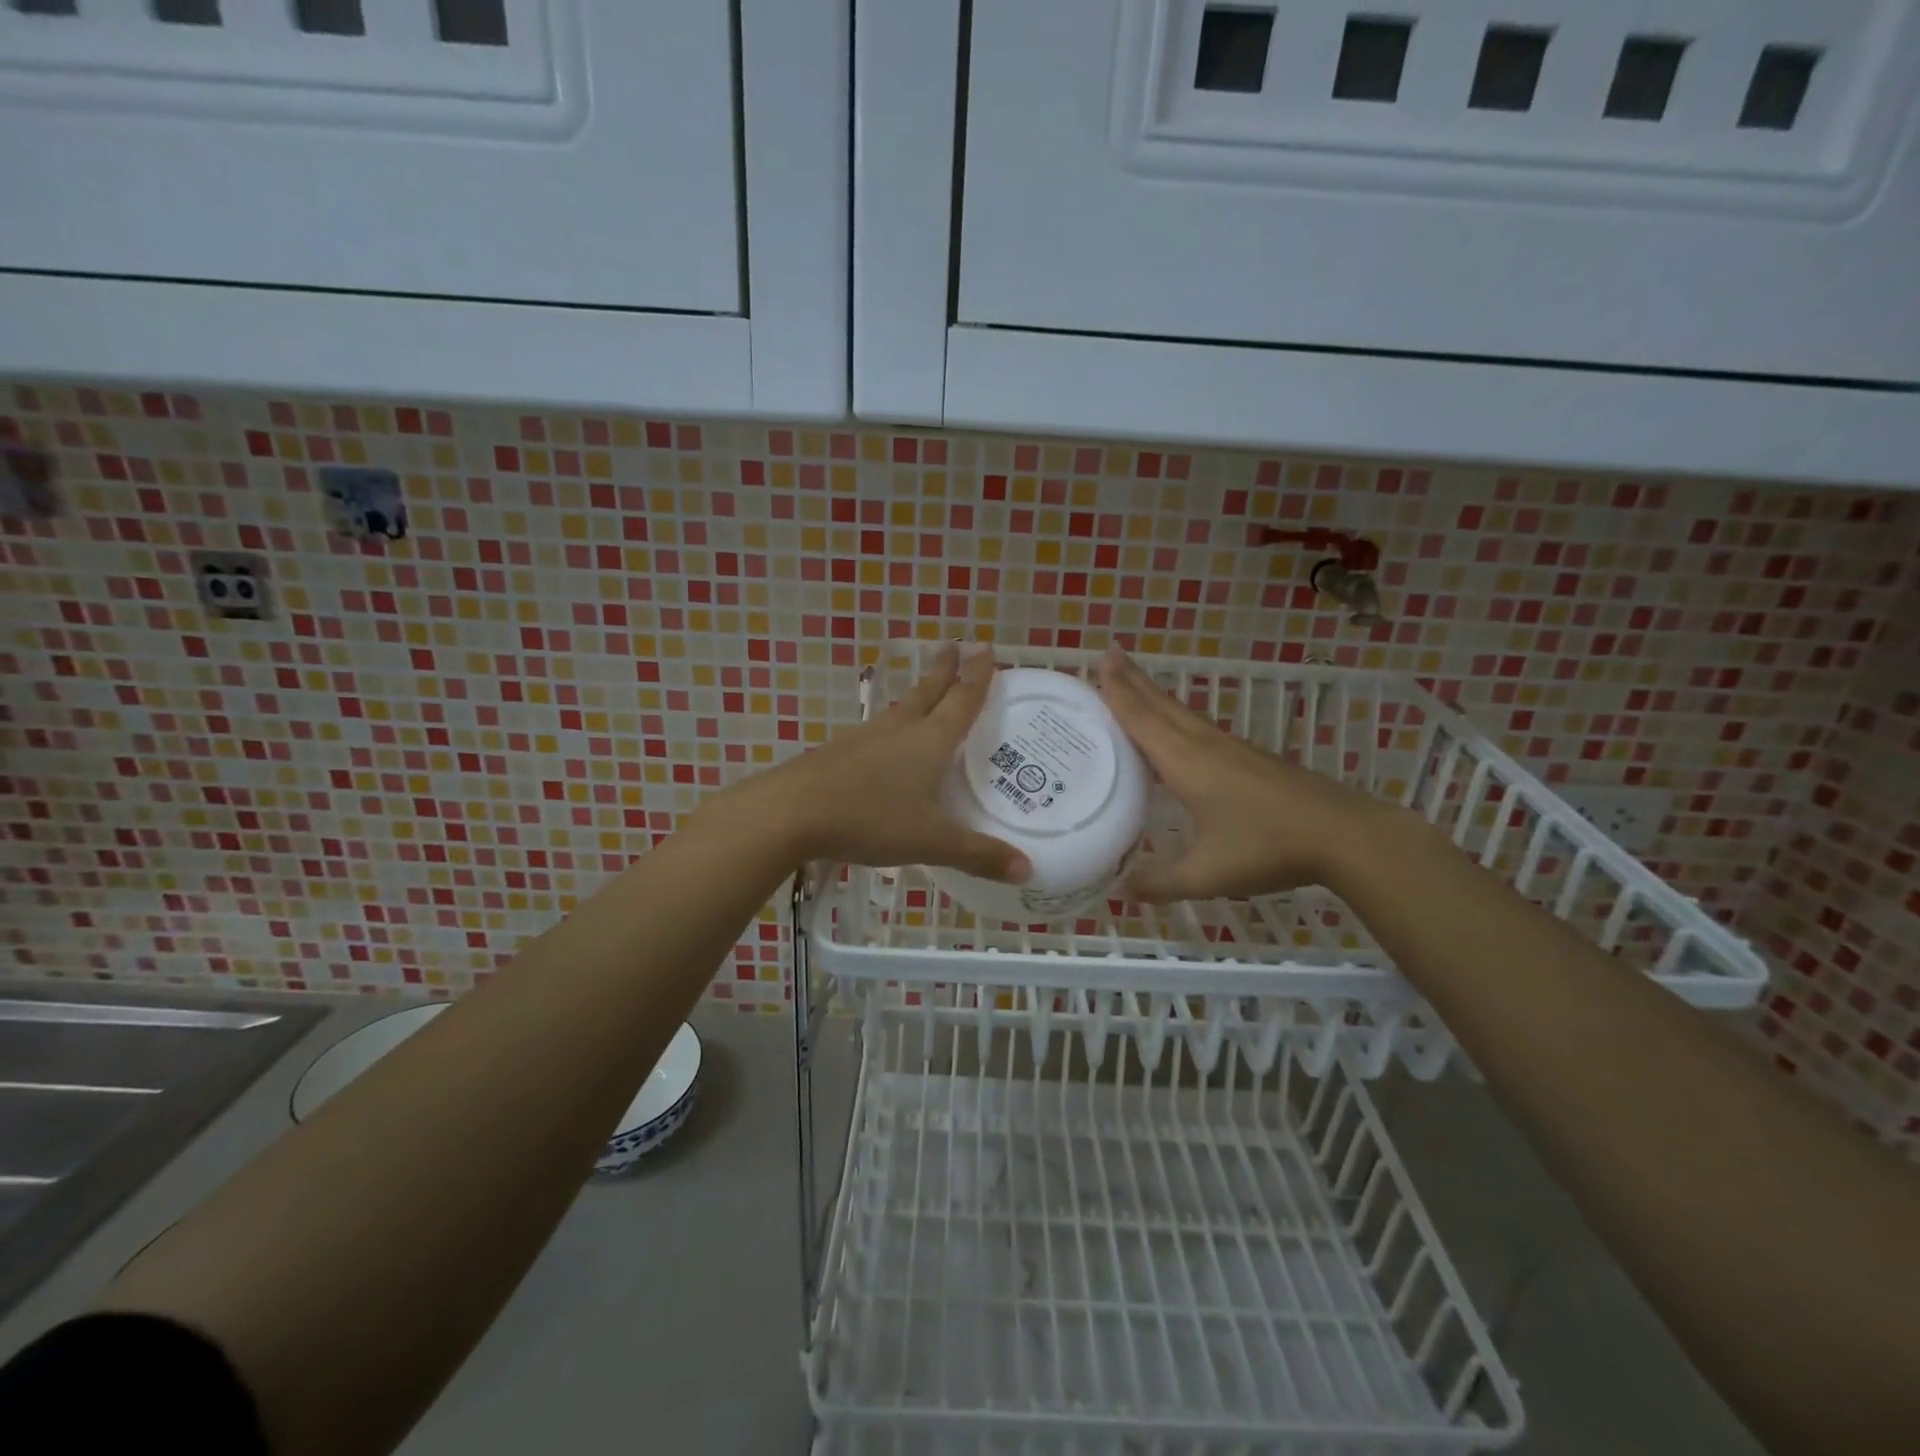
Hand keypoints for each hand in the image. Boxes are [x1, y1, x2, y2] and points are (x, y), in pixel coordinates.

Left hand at [720, 643, 1030, 881]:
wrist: (791, 813)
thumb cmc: (870, 818)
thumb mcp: (931, 840)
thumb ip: (978, 854)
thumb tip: (1028, 871)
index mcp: (929, 741)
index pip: (961, 700)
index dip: (977, 675)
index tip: (985, 647)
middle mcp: (899, 730)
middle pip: (927, 693)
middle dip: (944, 670)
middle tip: (954, 646)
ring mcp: (865, 739)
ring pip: (899, 710)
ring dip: (917, 695)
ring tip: (926, 691)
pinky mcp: (839, 753)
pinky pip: (876, 732)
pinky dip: (891, 727)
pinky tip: (885, 742)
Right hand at [1093, 648, 1389, 900]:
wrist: (1343, 834)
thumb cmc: (1268, 846)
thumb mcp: (1207, 874)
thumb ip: (1161, 882)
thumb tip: (1122, 889)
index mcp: (1186, 763)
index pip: (1142, 719)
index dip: (1118, 691)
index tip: (1100, 660)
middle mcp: (1204, 746)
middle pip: (1161, 705)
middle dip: (1133, 680)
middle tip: (1109, 654)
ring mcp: (1231, 749)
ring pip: (1183, 713)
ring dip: (1155, 694)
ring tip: (1135, 682)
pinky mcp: (1250, 758)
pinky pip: (1199, 727)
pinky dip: (1177, 717)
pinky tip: (1180, 730)